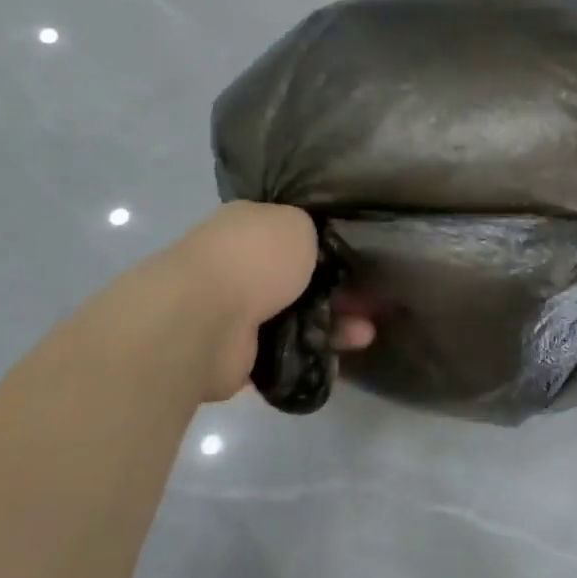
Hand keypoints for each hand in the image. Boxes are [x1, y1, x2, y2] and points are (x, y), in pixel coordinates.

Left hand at [112, 202, 373, 402]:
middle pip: (299, 276)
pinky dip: (317, 351)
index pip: (291, 230)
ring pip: (298, 315)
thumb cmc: (253, 258)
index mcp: (246, 226)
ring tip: (367, 331)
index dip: (328, 243)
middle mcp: (238, 265)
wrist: (203, 321)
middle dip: (337, 288)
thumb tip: (317, 247)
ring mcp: (236, 311)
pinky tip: (347, 351)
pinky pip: (289, 350)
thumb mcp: (296, 223)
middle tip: (372, 298)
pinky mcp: (239, 354)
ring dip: (335, 322)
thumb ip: (313, 232)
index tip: (360, 256)